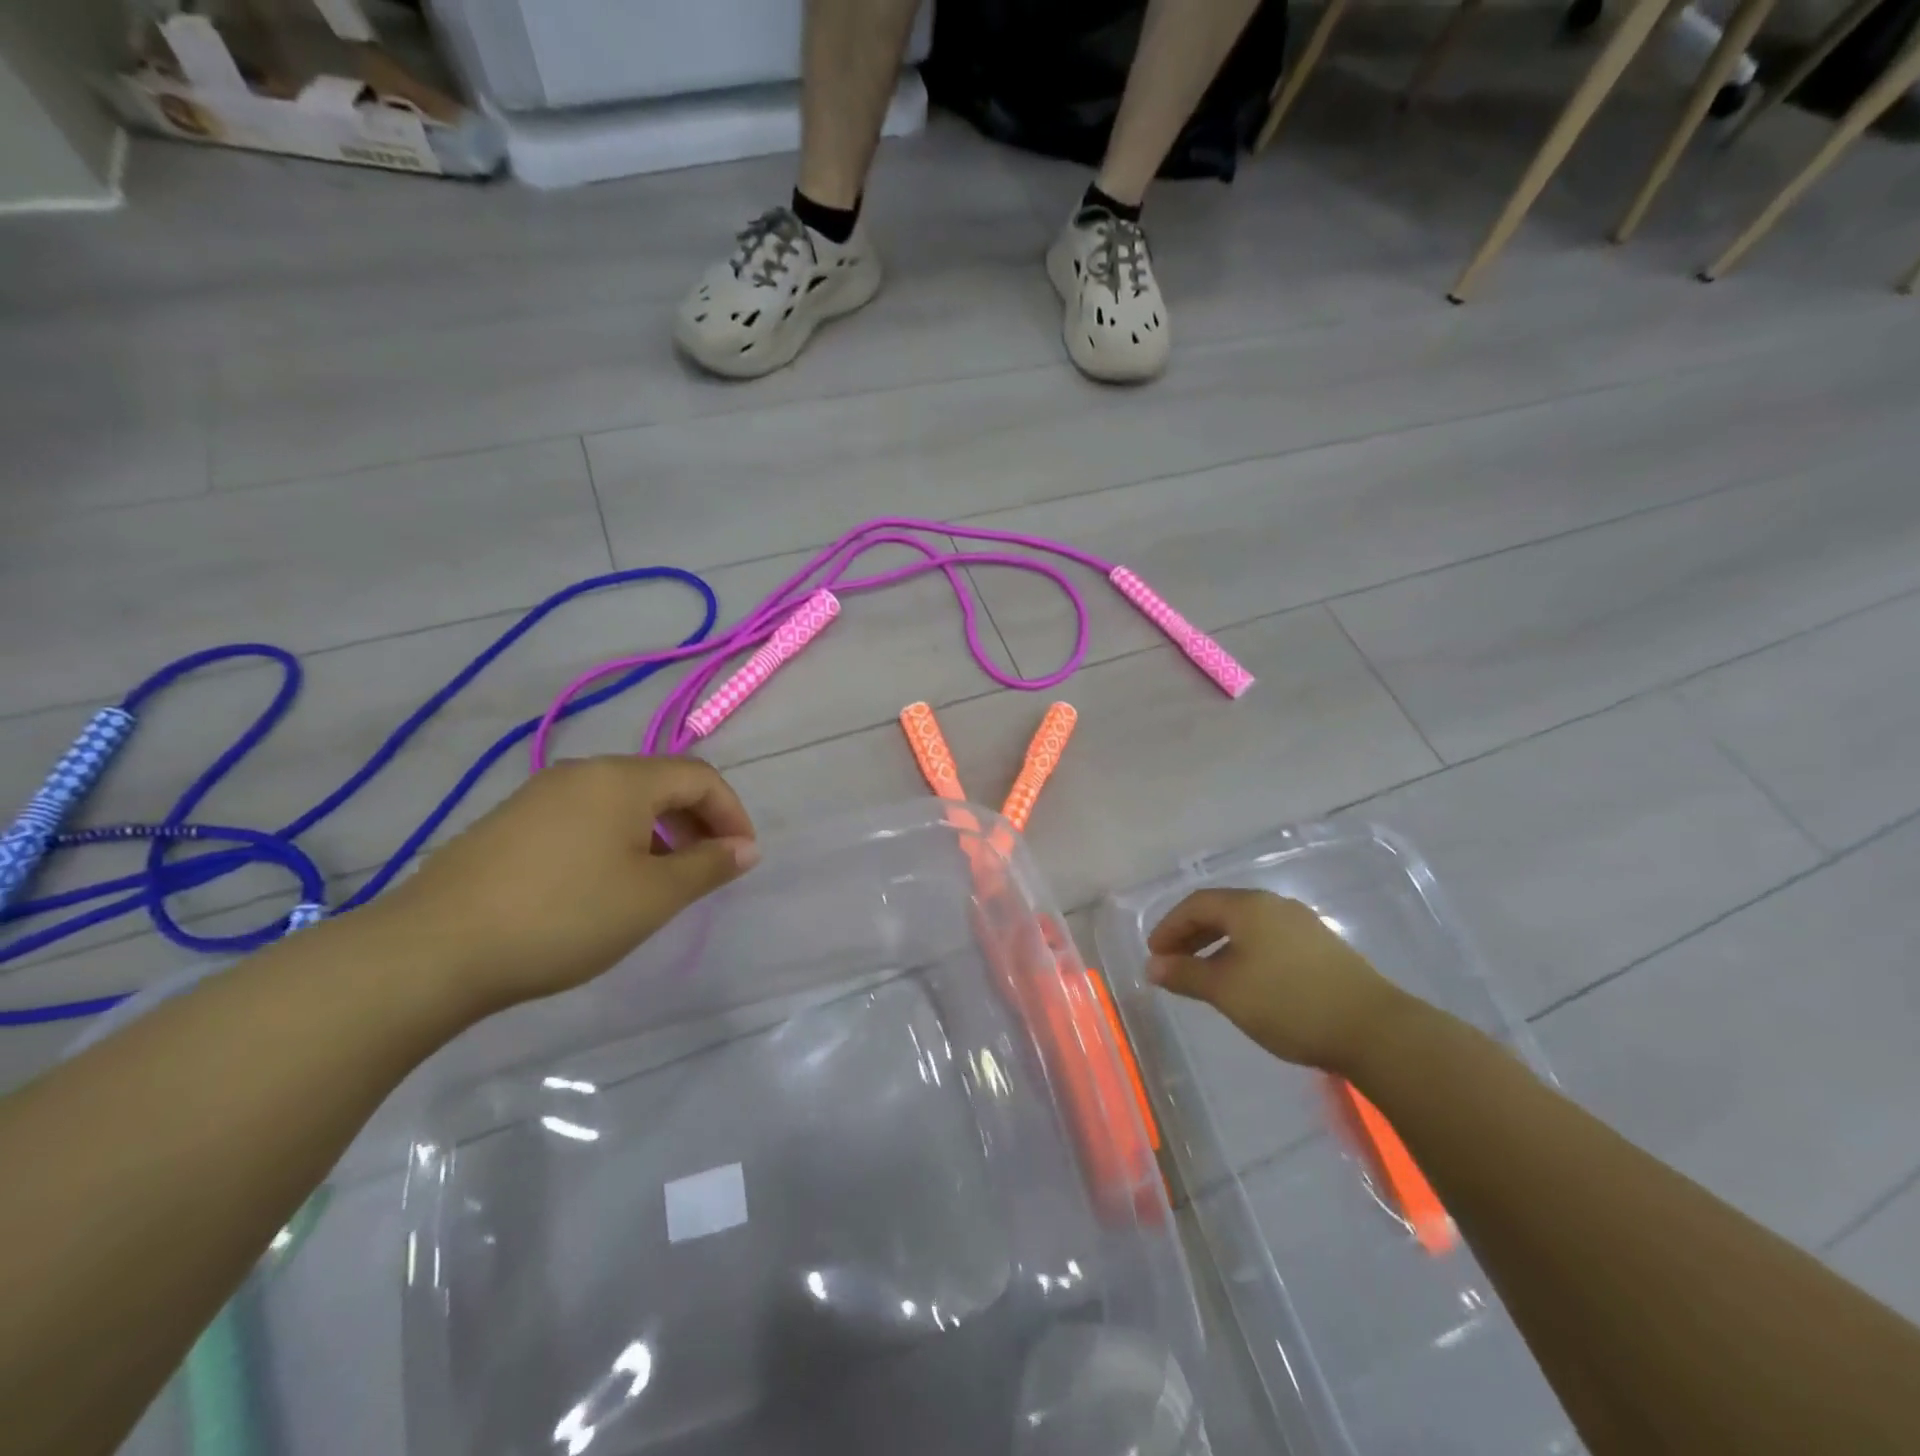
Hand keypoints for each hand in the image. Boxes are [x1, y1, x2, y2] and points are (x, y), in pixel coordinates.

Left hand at [372, 756, 757, 1013]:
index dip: (732, 814)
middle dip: (697, 823)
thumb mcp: (652, 897)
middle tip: (707, 872)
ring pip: (622, 801)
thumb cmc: (564, 916)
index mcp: (623, 778)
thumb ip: (708, 867)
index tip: (742, 860)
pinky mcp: (511, 822)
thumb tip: (746, 849)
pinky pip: (586, 817)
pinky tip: (605, 885)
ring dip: (658, 833)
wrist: (433, 950)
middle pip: (661, 783)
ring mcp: (541, 794)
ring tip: (660, 883)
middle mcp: (583, 772)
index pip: (700, 777)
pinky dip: (618, 840)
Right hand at [1147, 889, 1407, 1073]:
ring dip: (1217, 945)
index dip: (1169, 926)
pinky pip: (1267, 939)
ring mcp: (1302, 924)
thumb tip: (1153, 966)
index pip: (1196, 904)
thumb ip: (1185, 975)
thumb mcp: (1226, 991)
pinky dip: (1243, 953)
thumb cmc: (1288, 1003)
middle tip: (1172, 963)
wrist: (1374, 1030)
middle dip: (1191, 934)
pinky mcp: (1321, 947)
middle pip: (1221, 911)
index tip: (1154, 954)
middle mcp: (1274, 905)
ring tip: (1204, 975)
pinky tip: (1245, 981)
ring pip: (1246, 926)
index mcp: (1248, 906)